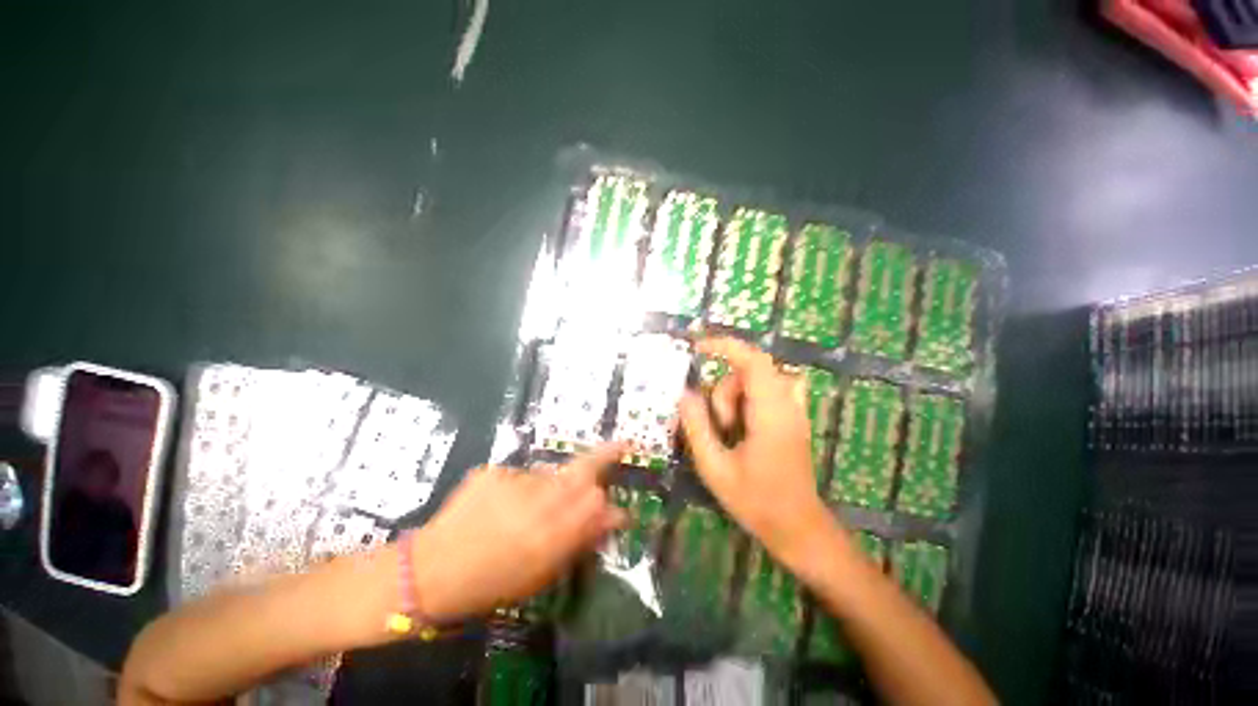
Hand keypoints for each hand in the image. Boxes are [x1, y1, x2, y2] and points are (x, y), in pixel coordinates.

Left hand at [410, 444, 626, 621]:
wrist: (436, 569)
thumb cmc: (495, 585)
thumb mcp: (544, 573)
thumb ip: (579, 541)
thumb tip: (613, 518)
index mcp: (554, 535)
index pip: (598, 501)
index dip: (610, 504)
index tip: (616, 512)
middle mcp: (536, 502)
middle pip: (582, 470)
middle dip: (602, 460)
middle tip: (619, 449)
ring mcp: (511, 482)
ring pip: (550, 474)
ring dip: (554, 486)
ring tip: (532, 509)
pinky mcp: (489, 472)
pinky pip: (519, 476)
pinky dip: (521, 489)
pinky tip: (504, 508)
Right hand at [679, 337, 846, 572]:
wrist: (795, 523)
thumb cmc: (755, 500)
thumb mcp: (716, 468)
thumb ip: (698, 429)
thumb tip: (685, 395)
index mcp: (771, 411)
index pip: (752, 360)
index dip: (724, 346)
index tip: (696, 348)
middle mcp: (788, 403)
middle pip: (752, 373)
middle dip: (726, 393)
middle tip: (720, 430)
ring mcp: (797, 411)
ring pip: (762, 382)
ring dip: (739, 399)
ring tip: (732, 435)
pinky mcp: (798, 421)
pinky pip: (776, 392)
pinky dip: (756, 398)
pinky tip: (746, 424)